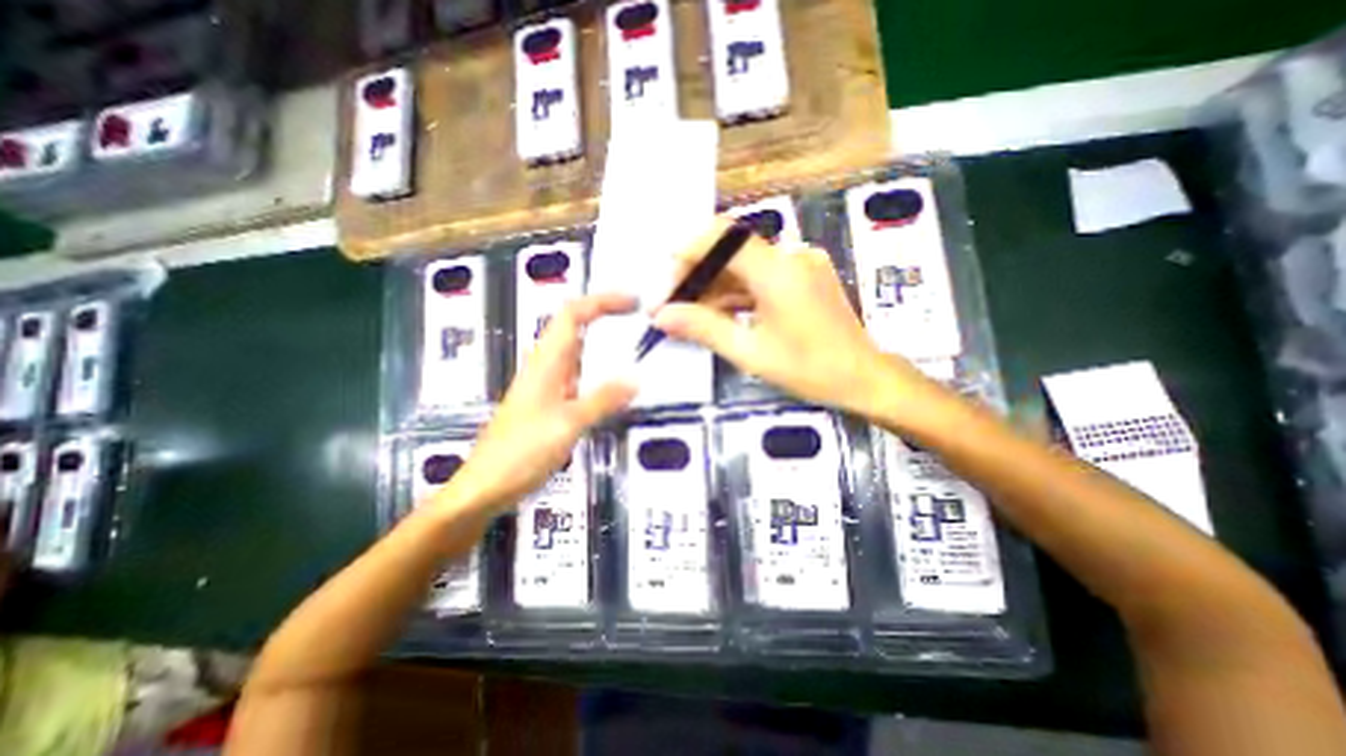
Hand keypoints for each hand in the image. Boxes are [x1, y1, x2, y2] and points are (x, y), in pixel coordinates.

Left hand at [436, 292, 637, 508]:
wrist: (485, 486)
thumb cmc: (521, 452)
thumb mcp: (567, 425)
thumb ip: (602, 400)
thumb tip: (637, 378)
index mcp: (546, 361)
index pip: (573, 314)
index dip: (602, 301)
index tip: (634, 302)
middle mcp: (546, 366)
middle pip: (576, 326)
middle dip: (607, 315)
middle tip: (642, 321)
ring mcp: (548, 384)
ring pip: (579, 351)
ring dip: (605, 343)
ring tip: (638, 346)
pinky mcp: (551, 403)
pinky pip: (580, 376)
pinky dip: (601, 371)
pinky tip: (618, 384)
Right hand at [654, 215, 933, 419]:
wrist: (864, 379)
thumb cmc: (810, 370)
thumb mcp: (751, 353)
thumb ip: (704, 328)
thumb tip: (661, 316)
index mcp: (778, 270)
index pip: (721, 237)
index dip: (686, 253)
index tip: (664, 283)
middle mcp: (790, 256)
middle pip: (729, 251)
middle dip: (695, 276)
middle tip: (669, 306)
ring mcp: (799, 265)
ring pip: (742, 265)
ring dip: (712, 287)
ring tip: (687, 315)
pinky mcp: (802, 276)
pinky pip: (759, 277)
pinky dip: (735, 293)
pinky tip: (717, 314)